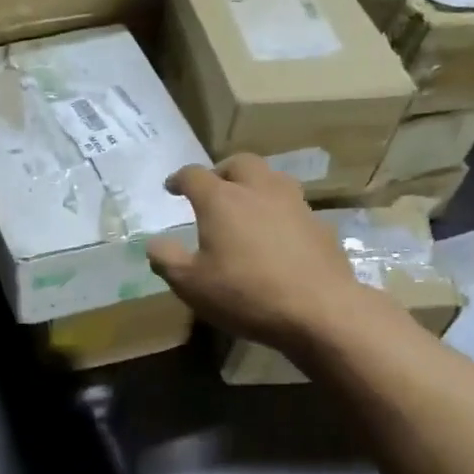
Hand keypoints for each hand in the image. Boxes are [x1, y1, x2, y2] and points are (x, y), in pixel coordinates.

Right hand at [147, 155, 400, 352]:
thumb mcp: (190, 284)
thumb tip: (154, 243)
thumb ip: (166, 259)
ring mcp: (294, 205)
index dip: (178, 179)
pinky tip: (277, 236)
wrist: (319, 310)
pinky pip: (294, 207)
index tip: (171, 188)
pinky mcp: (319, 225)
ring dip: (255, 185)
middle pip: (239, 162)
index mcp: (221, 199)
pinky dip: (279, 212)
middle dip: (222, 170)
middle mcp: (258, 190)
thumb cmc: (245, 293)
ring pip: (272, 178)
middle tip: (213, 189)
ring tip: (247, 206)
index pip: (194, 175)